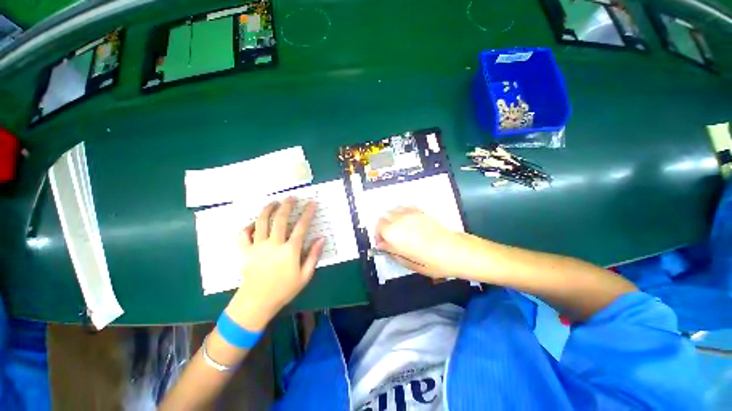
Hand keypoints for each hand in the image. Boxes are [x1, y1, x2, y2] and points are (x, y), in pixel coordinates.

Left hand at [226, 197, 324, 330]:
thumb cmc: (284, 290)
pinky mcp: (245, 251)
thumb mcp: (305, 275)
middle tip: (291, 197)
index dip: (307, 213)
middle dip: (287, 205)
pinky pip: (243, 234)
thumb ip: (314, 256)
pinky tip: (253, 223)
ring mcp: (257, 246)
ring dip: (267, 209)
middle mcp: (273, 244)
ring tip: (273, 202)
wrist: (257, 303)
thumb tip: (321, 239)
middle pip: (280, 219)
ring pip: (261, 222)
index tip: (312, 203)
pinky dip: (248, 226)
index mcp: (290, 251)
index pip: (301, 227)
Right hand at [375, 207, 466, 278]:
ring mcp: (410, 214)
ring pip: (393, 210)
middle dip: (383, 226)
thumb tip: (382, 245)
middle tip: (388, 237)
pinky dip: (401, 213)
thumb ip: (391, 251)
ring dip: (391, 218)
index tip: (382, 244)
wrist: (453, 250)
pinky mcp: (420, 211)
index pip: (378, 228)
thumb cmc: (430, 261)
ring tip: (397, 228)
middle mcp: (399, 220)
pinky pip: (405, 207)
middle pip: (383, 217)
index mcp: (393, 233)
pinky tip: (407, 221)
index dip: (378, 236)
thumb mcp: (407, 261)